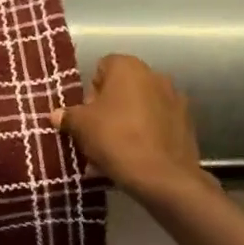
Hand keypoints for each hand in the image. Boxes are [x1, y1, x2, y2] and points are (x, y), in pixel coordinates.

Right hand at [52, 54, 211, 199]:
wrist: (163, 176)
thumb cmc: (116, 139)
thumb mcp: (81, 127)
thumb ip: (68, 116)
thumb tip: (57, 114)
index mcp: (128, 67)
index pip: (102, 68)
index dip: (90, 91)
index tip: (85, 115)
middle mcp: (155, 75)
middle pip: (122, 88)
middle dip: (109, 108)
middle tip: (98, 133)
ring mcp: (174, 98)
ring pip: (140, 107)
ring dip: (127, 121)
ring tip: (115, 151)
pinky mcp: (186, 122)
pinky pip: (157, 123)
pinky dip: (146, 134)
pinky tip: (136, 157)